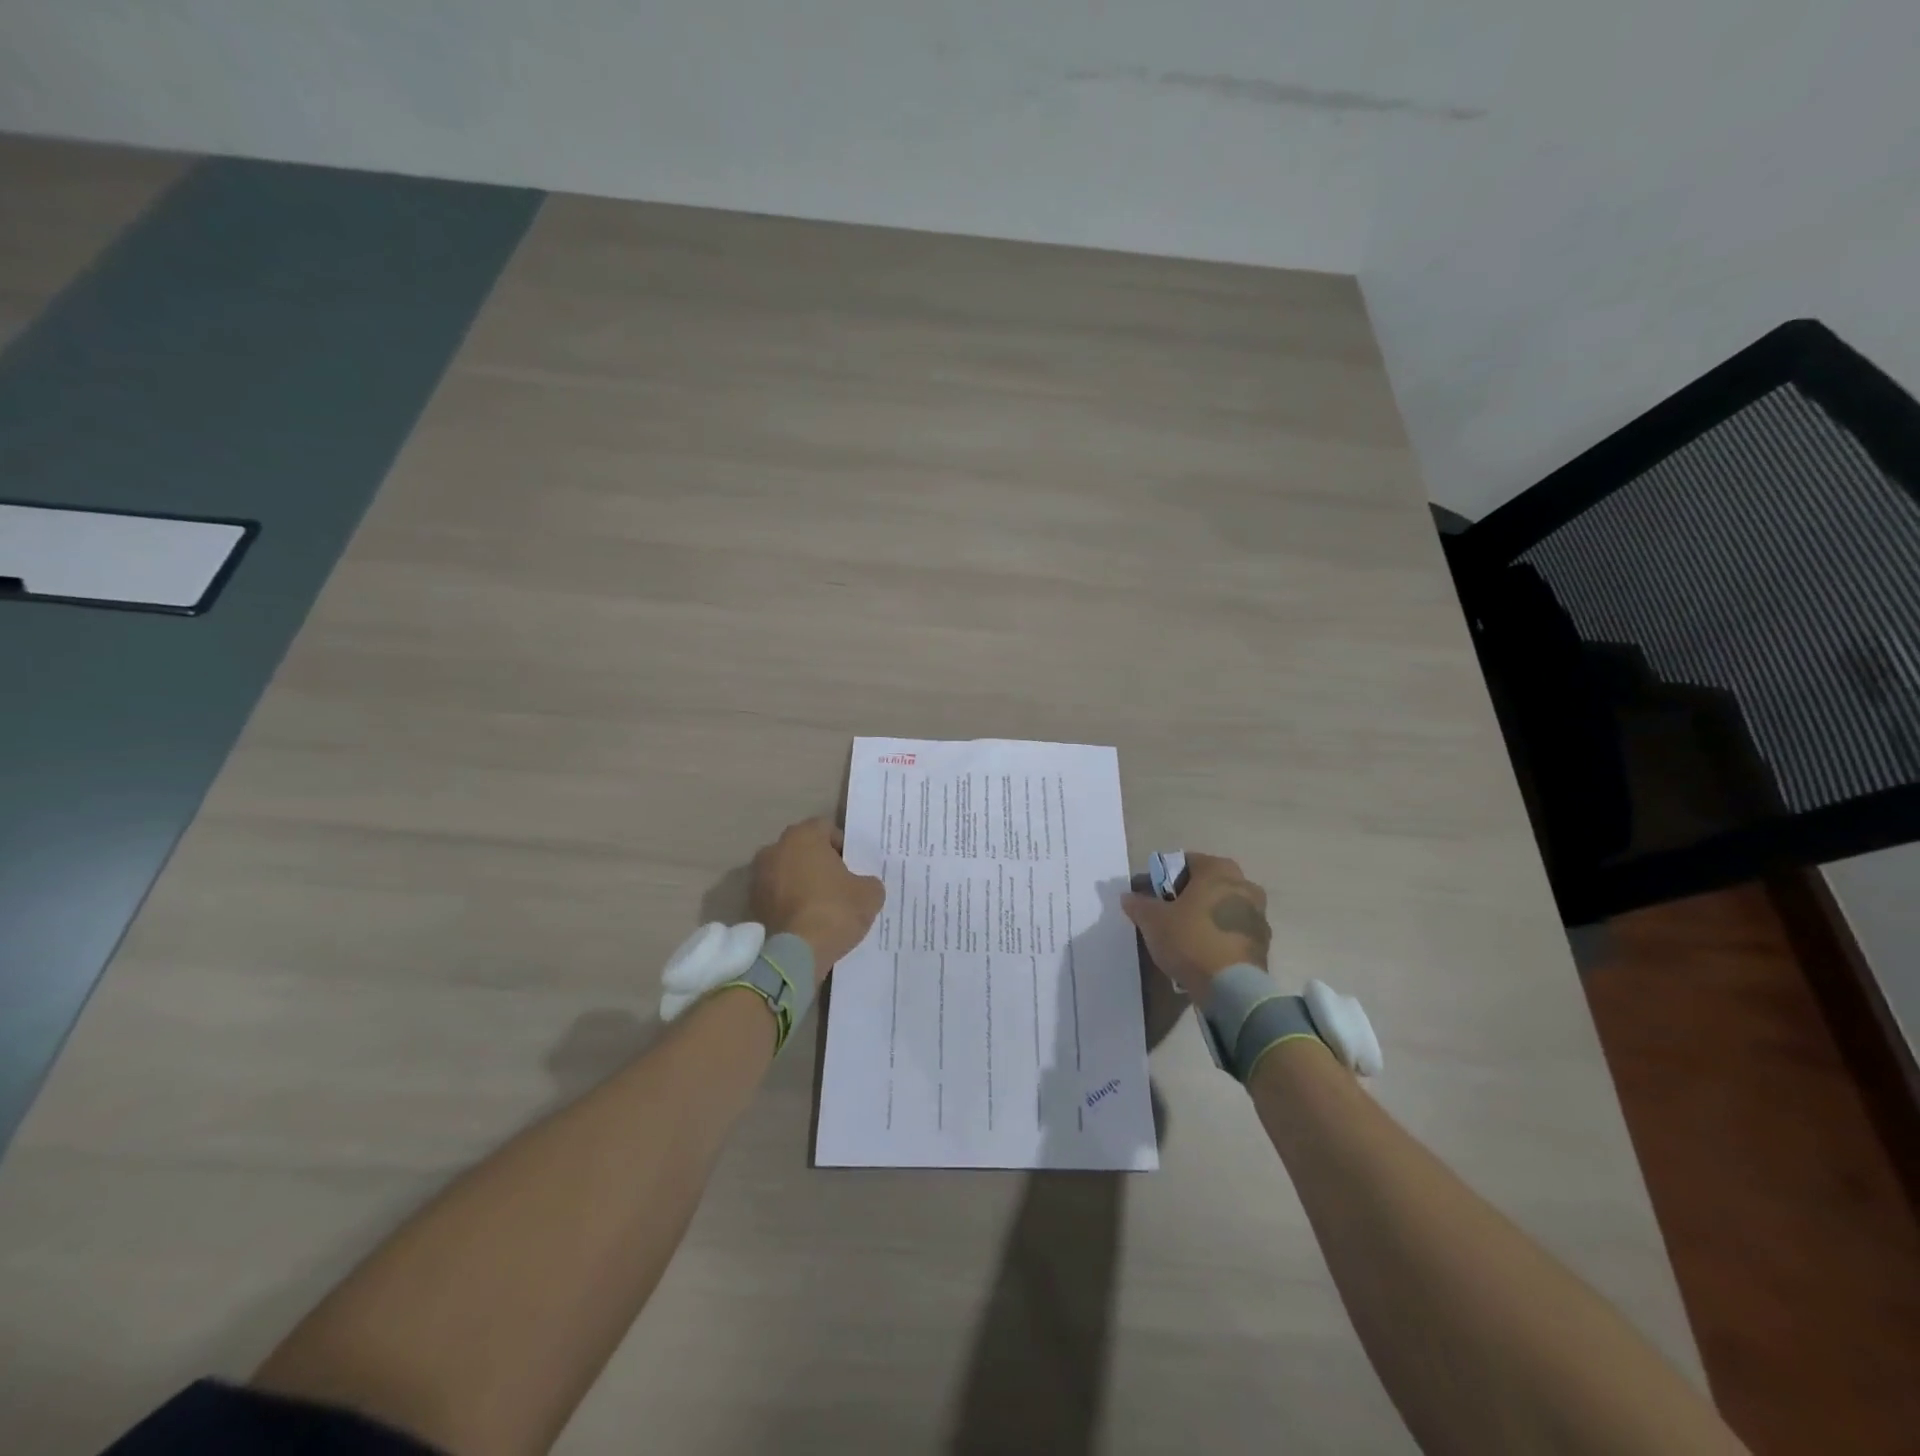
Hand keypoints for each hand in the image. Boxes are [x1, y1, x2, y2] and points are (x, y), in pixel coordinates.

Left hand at [748, 818, 884, 979]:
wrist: (796, 954)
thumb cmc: (835, 911)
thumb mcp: (869, 894)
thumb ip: (869, 882)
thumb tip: (864, 885)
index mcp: (803, 836)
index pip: (826, 829)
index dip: (842, 846)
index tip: (853, 867)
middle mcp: (775, 849)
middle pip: (803, 849)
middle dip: (819, 863)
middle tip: (840, 884)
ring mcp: (758, 877)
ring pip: (788, 872)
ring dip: (802, 882)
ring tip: (822, 905)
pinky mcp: (752, 904)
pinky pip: (777, 895)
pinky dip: (789, 902)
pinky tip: (806, 920)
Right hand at [1122, 852, 1270, 1007]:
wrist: (1231, 988)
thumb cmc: (1189, 940)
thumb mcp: (1152, 921)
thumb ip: (1139, 904)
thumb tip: (1129, 896)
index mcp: (1218, 869)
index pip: (1185, 862)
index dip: (1164, 877)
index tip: (1152, 897)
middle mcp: (1244, 884)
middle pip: (1208, 883)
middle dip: (1188, 896)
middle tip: (1168, 915)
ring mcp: (1259, 913)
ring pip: (1223, 906)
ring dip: (1206, 915)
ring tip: (1186, 937)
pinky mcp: (1264, 942)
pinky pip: (1234, 930)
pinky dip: (1220, 935)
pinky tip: (1204, 952)